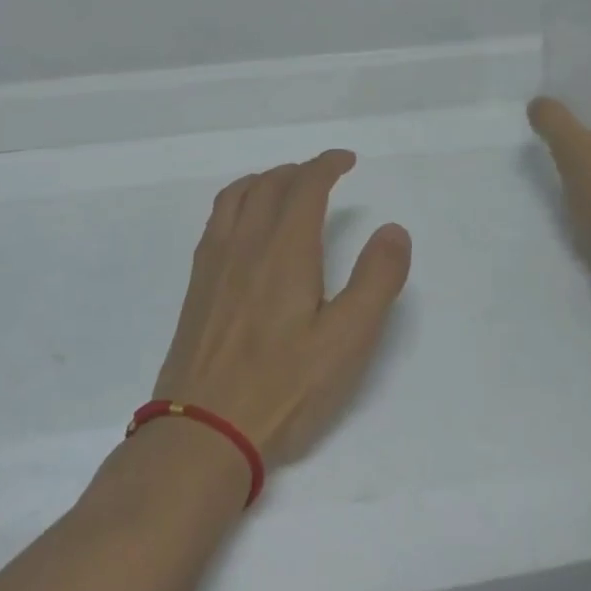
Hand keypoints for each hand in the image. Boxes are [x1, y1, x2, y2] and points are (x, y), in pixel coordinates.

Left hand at [152, 150, 411, 470]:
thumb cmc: (283, 388)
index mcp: (284, 249)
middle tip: (324, 175)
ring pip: (237, 195)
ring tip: (283, 186)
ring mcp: (215, 261)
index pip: (306, 186)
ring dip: (265, 179)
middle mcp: (245, 242)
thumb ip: (376, 280)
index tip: (347, 160)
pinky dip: (237, 200)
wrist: (204, 429)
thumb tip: (392, 229)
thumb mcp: (348, 340)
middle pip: (270, 183)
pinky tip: (244, 225)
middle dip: (300, 170)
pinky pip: (217, 218)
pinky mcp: (197, 283)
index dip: (327, 165)